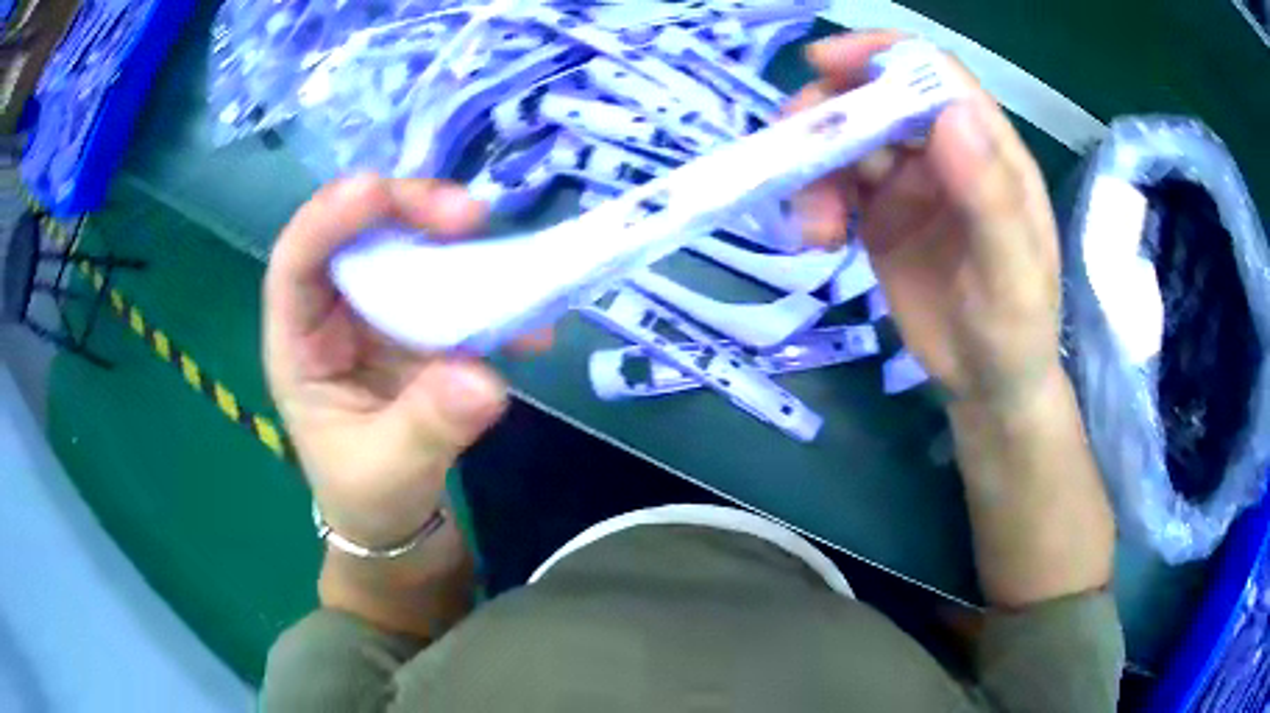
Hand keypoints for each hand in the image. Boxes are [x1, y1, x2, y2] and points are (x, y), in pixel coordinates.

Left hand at [264, 175, 512, 548]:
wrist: (394, 515)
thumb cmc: (369, 495)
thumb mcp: (391, 473)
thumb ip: (429, 428)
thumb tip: (483, 379)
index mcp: (299, 346)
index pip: (295, 263)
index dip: (328, 219)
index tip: (377, 194)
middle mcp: (332, 313)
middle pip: (355, 234)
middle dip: (406, 210)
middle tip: (467, 214)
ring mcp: (377, 312)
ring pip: (405, 246)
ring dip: (453, 239)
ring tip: (500, 246)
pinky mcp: (417, 322)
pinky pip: (449, 286)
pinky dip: (490, 291)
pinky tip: (527, 322)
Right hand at [792, 33, 1062, 408]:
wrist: (988, 384)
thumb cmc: (1015, 331)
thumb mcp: (1012, 275)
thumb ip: (992, 198)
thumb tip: (950, 113)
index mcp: (988, 149)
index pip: (934, 73)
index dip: (880, 55)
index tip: (823, 64)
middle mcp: (946, 151)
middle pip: (876, 97)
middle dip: (828, 113)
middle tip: (791, 147)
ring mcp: (911, 181)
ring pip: (846, 140)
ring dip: (813, 169)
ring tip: (811, 229)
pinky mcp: (881, 214)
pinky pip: (835, 185)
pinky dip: (814, 201)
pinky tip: (816, 240)